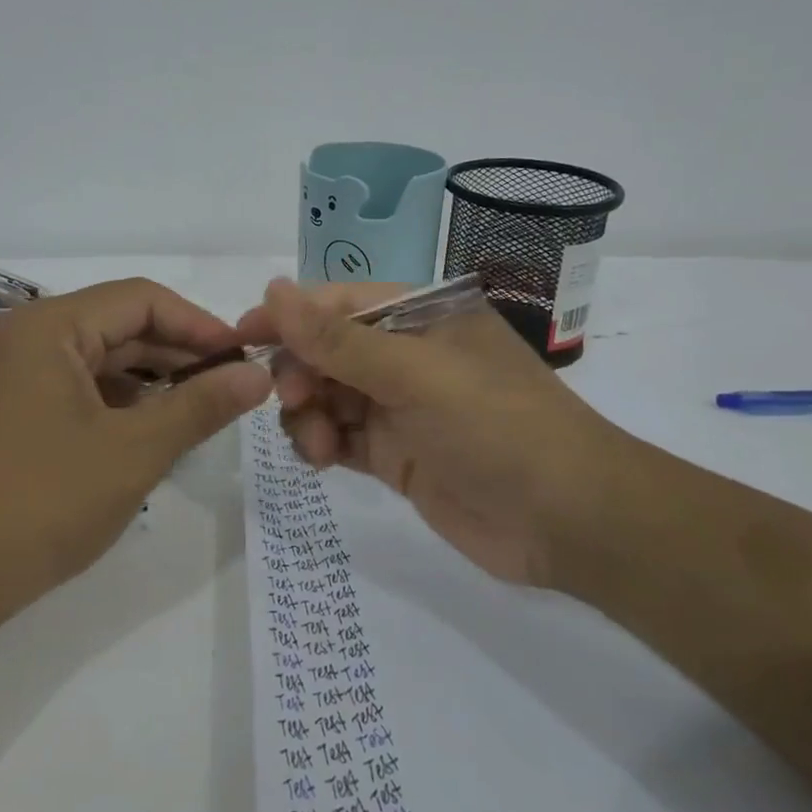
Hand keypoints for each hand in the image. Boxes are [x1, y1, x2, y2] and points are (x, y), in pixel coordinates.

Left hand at [0, 279, 272, 616]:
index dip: (198, 324)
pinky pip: (75, 387)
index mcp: (50, 326)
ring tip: (199, 410)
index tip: (242, 359)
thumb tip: (258, 375)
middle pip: (118, 325)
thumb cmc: (42, 503)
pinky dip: (117, 402)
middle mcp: (26, 336)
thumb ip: (200, 406)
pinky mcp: (8, 410)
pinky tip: (149, 431)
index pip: (141, 299)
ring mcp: (11, 374)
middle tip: (231, 387)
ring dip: (150, 380)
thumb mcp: (134, 451)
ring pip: (98, 359)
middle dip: (177, 353)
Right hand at [239, 279, 631, 588]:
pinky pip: (339, 436)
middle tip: (291, 400)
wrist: (570, 521)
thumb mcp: (415, 374)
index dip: (289, 316)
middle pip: (326, 349)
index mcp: (420, 315)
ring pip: (326, 395)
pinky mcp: (394, 452)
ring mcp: (399, 405)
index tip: (242, 336)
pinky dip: (321, 444)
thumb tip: (272, 290)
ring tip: (318, 446)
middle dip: (299, 372)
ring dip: (308, 414)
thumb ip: (337, 339)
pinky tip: (323, 459)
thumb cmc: (497, 425)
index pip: (338, 303)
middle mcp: (405, 354)